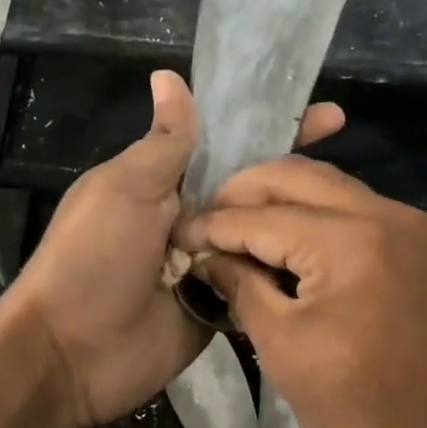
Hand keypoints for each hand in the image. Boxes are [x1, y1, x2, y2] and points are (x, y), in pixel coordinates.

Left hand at [6, 71, 343, 427]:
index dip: (272, 126)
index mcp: (166, 181)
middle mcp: (193, 217)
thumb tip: (169, 75)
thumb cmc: (93, 256)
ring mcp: (209, 263)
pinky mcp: (221, 304)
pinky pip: (258, 280)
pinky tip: (336, 258)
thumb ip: (164, 141)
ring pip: (262, 233)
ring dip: (298, 222)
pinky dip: (285, 270)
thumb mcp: (126, 188)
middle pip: (254, 188)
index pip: (229, 143)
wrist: (72, 352)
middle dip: (297, 173)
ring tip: (355, 211)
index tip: (327, 114)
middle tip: (349, 169)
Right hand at [170, 157, 426, 427]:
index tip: (178, 232)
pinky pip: (355, 209)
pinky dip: (315, 215)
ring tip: (238, 225)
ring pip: (330, 186)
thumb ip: (240, 285)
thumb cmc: (359, 411)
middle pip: (299, 176)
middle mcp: (387, 214)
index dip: (214, 224)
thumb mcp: (283, 347)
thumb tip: (207, 255)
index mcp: (351, 239)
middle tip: (207, 218)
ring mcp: (411, 226)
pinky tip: (284, 238)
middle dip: (245, 191)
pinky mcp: (421, 245)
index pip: (263, 215)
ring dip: (281, 198)